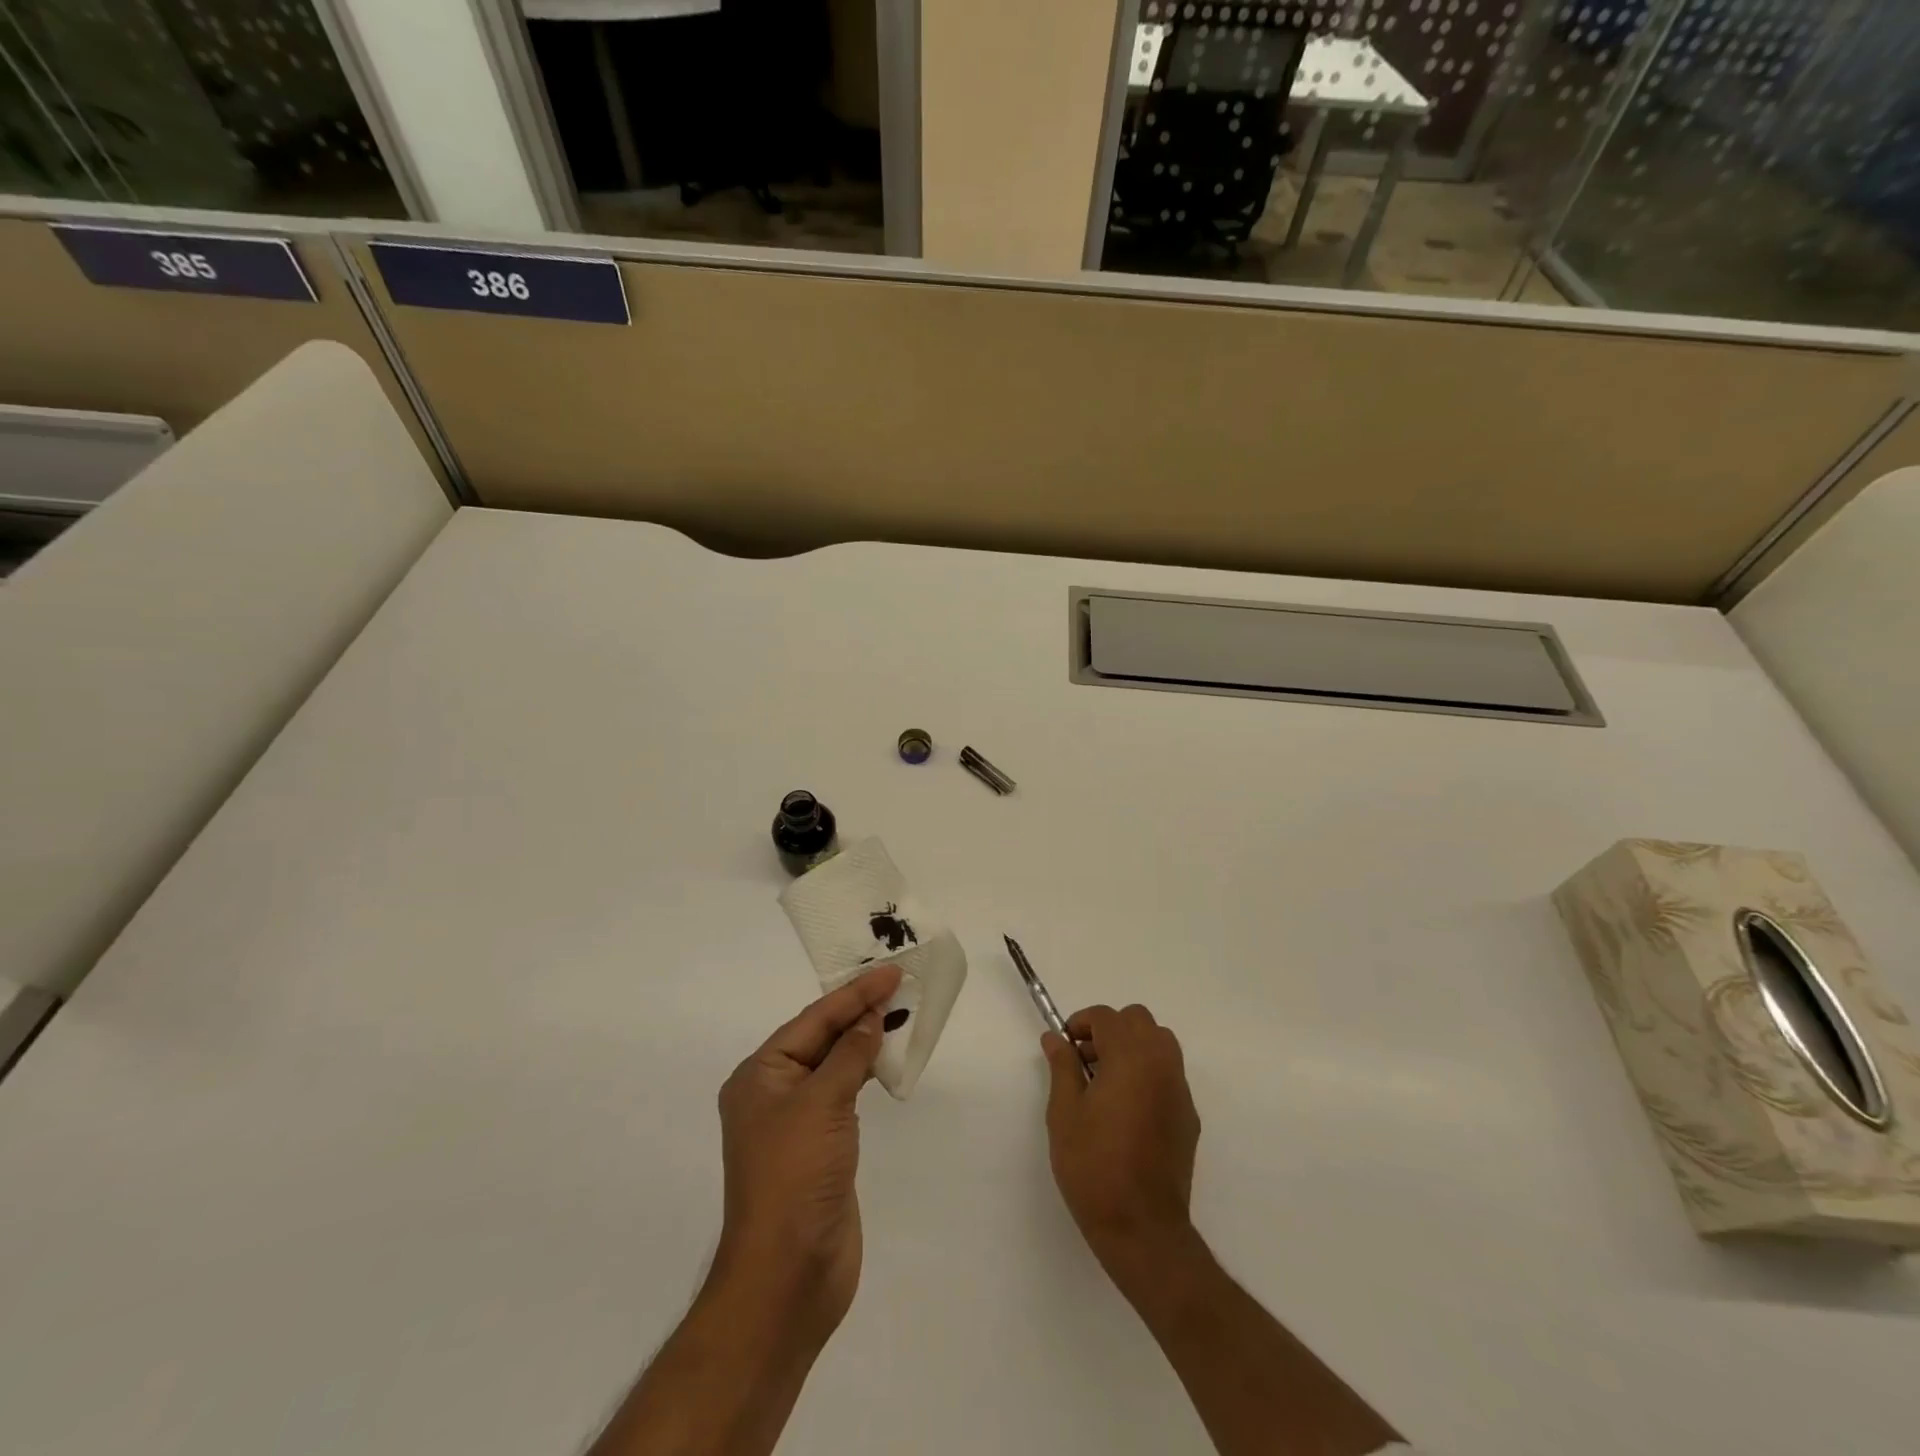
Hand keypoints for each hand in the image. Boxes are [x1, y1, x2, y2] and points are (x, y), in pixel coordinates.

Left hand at [712, 963, 900, 1342]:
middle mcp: (774, 1092)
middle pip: (822, 1037)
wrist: (788, 1275)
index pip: (813, 1019)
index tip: (891, 972)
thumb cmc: (795, 1175)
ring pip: (835, 1065)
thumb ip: (850, 1054)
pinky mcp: (820, 1147)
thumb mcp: (822, 1102)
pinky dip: (866, 1073)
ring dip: (865, 1041)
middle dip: (859, 1012)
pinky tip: (887, 1061)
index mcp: (760, 1075)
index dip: (854, 994)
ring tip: (900, 1014)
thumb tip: (871, 1018)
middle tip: (900, 985)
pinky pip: (845, 1095)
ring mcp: (797, 1122)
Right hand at [1043, 1004, 1201, 1271]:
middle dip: (1109, 1030)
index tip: (1064, 1046)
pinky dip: (1147, 1072)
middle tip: (1085, 1060)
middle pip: (1139, 1021)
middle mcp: (1162, 1064)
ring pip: (1159, 1043)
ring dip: (1132, 1047)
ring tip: (1105, 1081)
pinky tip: (1126, 1109)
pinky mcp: (1188, 1116)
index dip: (1081, 1023)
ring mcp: (1180, 1090)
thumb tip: (1055, 1039)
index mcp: (1131, 1057)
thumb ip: (1062, 1067)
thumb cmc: (1094, 1165)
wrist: (1142, 1227)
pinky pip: (1168, 1074)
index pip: (1107, 1017)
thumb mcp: (1065, 1113)